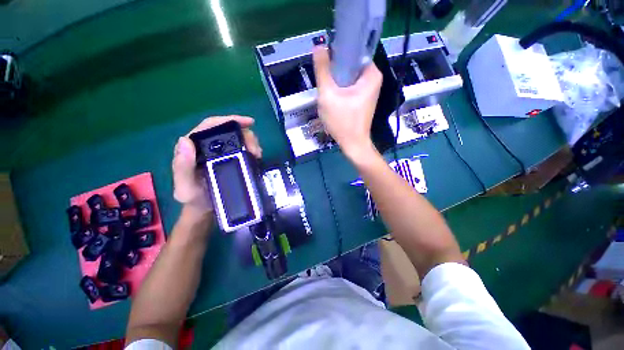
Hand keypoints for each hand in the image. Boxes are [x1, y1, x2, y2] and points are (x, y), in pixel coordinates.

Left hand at [172, 116, 262, 218]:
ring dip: (251, 143)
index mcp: (194, 147)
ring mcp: (221, 152)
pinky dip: (252, 150)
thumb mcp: (185, 187)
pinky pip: (243, 149)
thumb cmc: (195, 199)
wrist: (206, 209)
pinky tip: (256, 157)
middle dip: (245, 135)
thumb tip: (186, 140)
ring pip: (238, 139)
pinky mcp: (231, 159)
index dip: (229, 120)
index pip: (210, 126)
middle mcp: (208, 146)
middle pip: (228, 131)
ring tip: (258, 155)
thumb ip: (182, 167)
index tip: (248, 122)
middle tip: (256, 150)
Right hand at [313, 46, 382, 158]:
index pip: (354, 50)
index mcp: (371, 73)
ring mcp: (368, 89)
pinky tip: (333, 97)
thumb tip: (318, 45)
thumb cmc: (342, 121)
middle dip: (335, 70)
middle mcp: (373, 78)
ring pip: (348, 76)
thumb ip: (322, 70)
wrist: (352, 144)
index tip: (324, 61)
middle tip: (324, 82)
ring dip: (336, 80)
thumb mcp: (328, 95)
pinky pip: (349, 86)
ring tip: (328, 91)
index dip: (337, 52)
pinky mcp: (363, 98)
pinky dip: (340, 88)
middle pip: (350, 64)